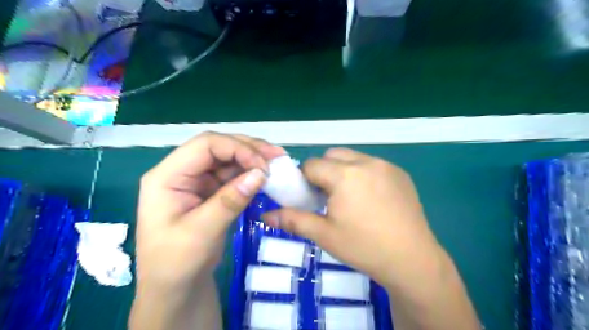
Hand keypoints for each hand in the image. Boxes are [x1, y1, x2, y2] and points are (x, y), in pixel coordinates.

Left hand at [137, 131, 285, 290]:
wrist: (176, 287)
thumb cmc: (176, 263)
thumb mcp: (201, 232)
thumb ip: (230, 200)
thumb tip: (260, 173)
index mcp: (167, 177)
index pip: (205, 146)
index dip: (236, 148)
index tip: (263, 166)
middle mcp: (181, 172)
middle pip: (217, 147)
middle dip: (248, 148)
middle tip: (277, 156)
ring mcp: (196, 181)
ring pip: (228, 159)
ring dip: (252, 159)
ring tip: (277, 163)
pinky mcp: (210, 191)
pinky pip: (232, 175)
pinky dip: (250, 173)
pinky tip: (266, 176)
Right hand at [261, 147, 441, 287]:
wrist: (412, 260)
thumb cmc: (364, 247)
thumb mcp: (324, 234)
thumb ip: (292, 220)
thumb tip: (265, 216)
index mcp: (344, 175)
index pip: (311, 165)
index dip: (305, 180)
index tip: (310, 198)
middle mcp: (365, 162)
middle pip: (332, 155)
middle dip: (323, 171)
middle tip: (328, 197)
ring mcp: (386, 166)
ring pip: (353, 158)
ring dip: (343, 170)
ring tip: (349, 197)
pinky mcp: (400, 173)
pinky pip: (372, 164)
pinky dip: (363, 174)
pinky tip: (371, 199)